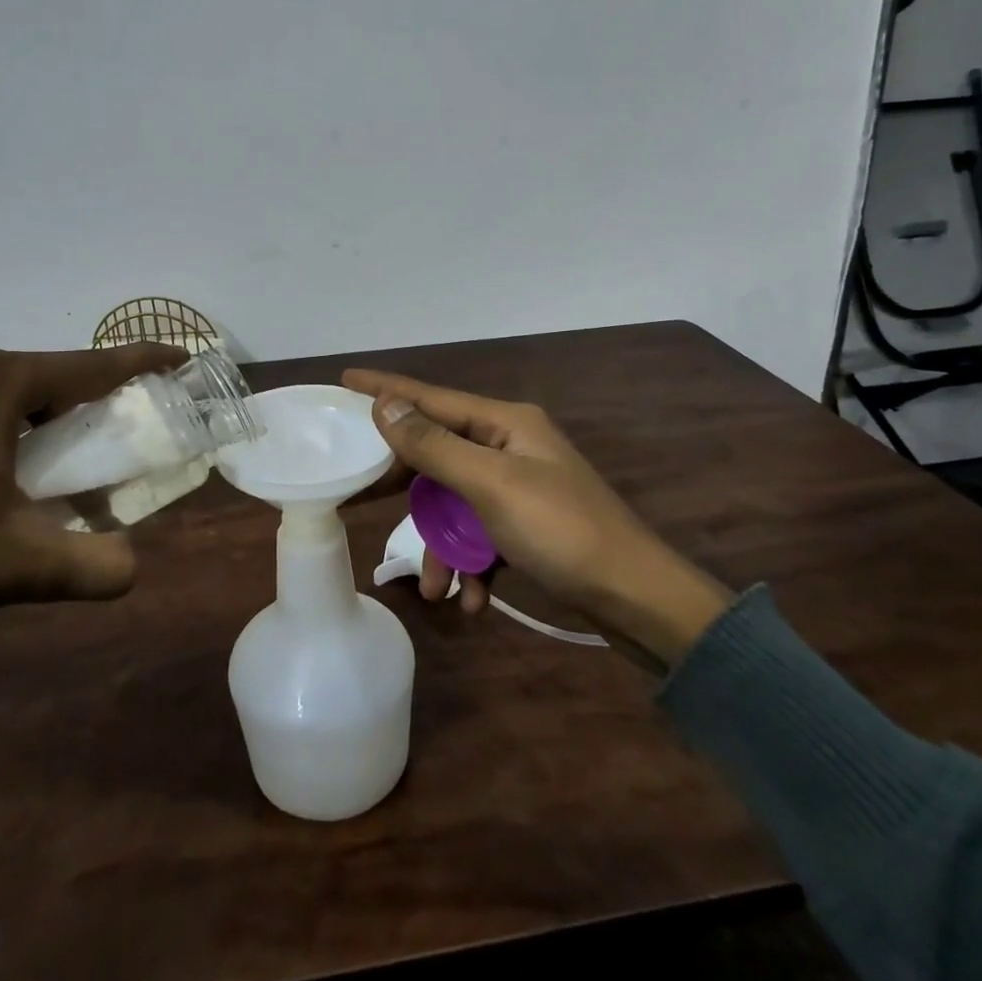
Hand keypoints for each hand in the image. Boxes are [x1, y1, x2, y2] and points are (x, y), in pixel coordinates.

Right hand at [341, 369, 733, 664]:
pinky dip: (471, 566)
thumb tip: (387, 405)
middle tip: (358, 497)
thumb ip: (434, 445)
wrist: (637, 599)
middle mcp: (509, 447)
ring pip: (455, 507)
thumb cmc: (561, 531)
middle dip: (405, 488)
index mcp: (505, 423)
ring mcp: (518, 488)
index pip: (431, 397)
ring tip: (436, 590)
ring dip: (443, 549)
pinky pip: (480, 536)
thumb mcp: (490, 485)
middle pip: (437, 455)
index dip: (386, 390)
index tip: (344, 379)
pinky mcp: (525, 526)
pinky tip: (473, 600)